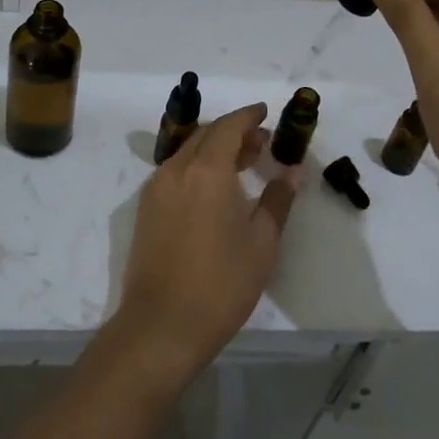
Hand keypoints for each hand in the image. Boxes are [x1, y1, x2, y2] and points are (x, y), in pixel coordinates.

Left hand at [113, 103, 299, 385]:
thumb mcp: (261, 243)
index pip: (229, 127)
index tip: (265, 112)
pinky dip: (197, 166)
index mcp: (207, 170)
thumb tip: (293, 172)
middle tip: (261, 143)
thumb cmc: (221, 284)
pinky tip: (214, 188)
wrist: (162, 325)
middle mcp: (177, 169)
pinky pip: (175, 171)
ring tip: (242, 164)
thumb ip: (277, 200)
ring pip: (188, 151)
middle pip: (206, 135)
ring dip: (214, 149)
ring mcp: (156, 188)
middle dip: (234, 132)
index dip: (248, 116)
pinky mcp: (146, 208)